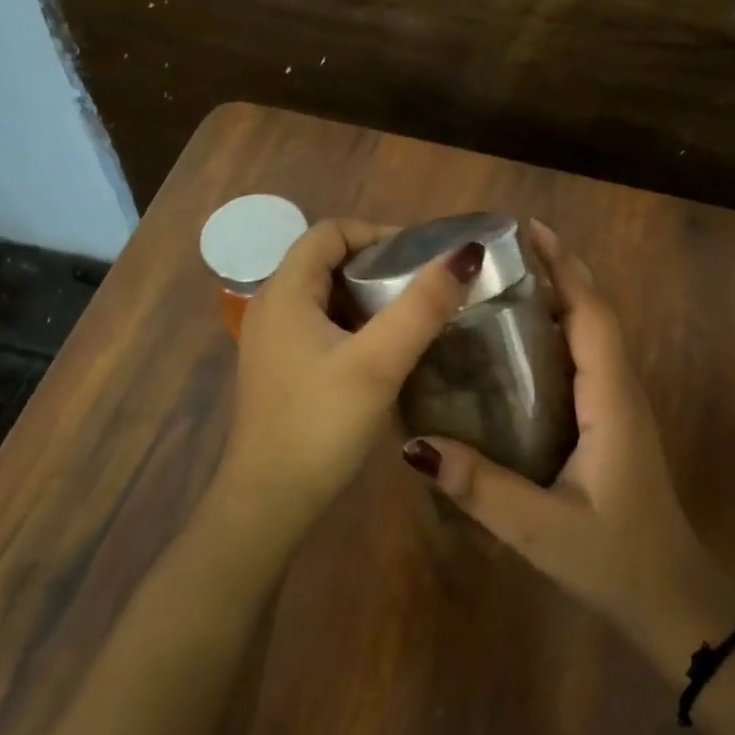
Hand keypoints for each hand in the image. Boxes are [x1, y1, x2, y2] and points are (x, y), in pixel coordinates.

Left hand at [219, 218, 484, 534]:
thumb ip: (422, 307)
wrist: (268, 503)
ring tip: (414, 312)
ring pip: (327, 293)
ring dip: (369, 294)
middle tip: (425, 284)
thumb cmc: (320, 425)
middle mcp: (272, 305)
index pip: (331, 231)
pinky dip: (356, 321)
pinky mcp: (282, 366)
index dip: (378, 234)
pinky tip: (385, 348)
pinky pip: (322, 323)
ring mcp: (273, 339)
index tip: (422, 257)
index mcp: (285, 291)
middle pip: (327, 259)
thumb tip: (465, 255)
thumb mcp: (378, 362)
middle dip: (378, 263)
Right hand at [400, 222, 734, 676]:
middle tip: (505, 249)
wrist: (672, 601)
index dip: (565, 268)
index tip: (530, 230)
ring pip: (593, 334)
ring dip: (562, 297)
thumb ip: (482, 489)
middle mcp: (620, 389)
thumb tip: (415, 444)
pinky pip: (587, 358)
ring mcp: (620, 405)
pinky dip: (561, 331)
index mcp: (610, 399)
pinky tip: (522, 342)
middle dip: (559, 271)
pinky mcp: (612, 421)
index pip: (591, 315)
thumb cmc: (615, 560)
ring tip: (508, 280)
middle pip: (594, 312)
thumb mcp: (541, 529)